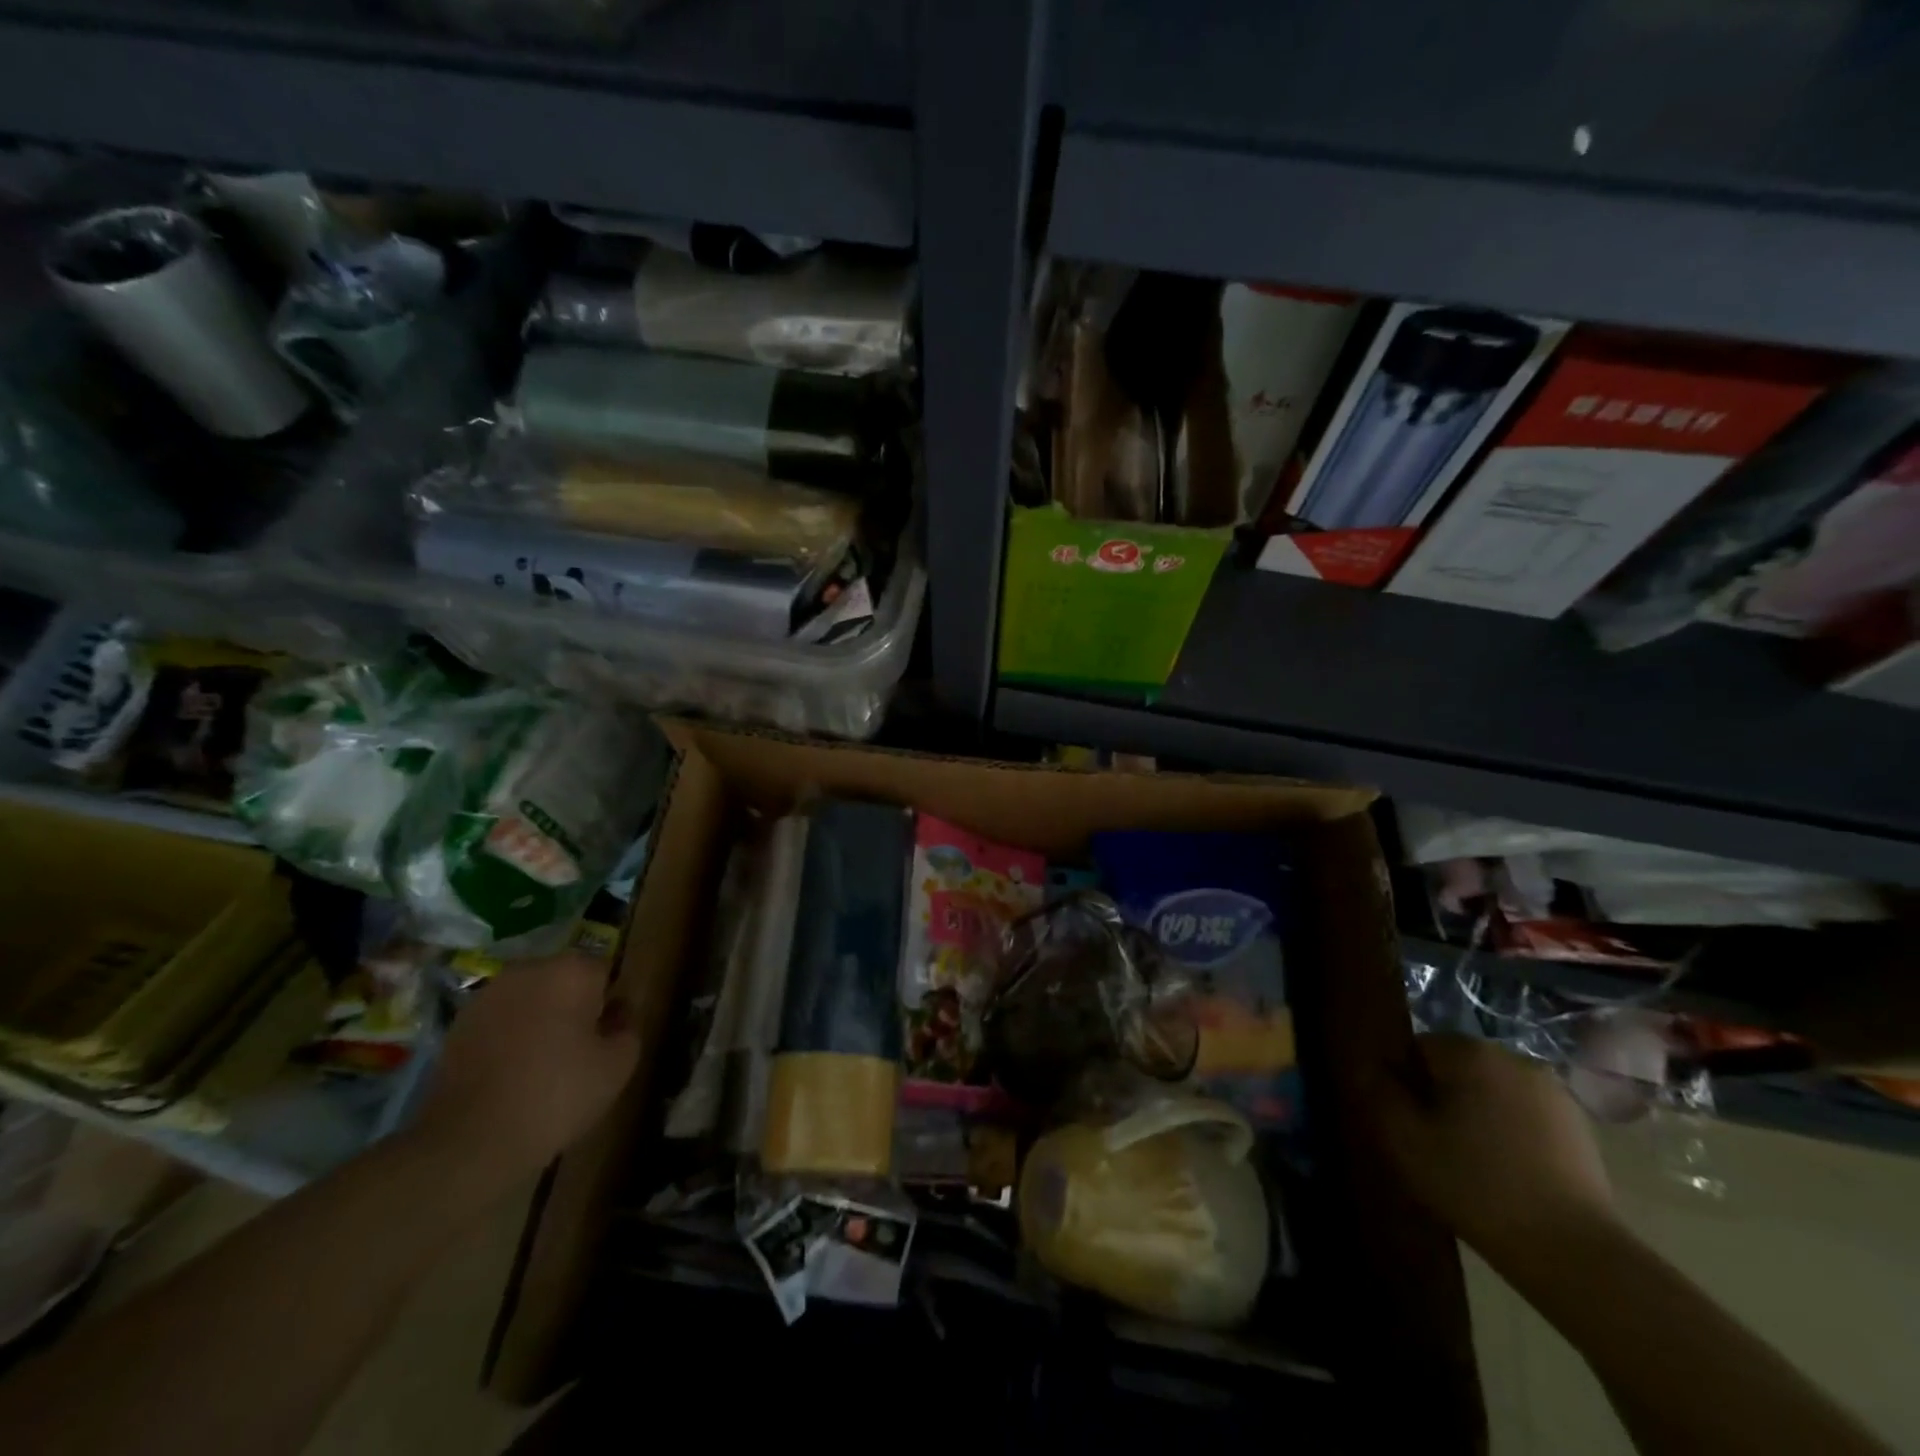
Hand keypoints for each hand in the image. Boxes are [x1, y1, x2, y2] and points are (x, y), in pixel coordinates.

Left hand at [413, 952, 640, 1181]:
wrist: (470, 1141)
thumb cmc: (557, 1095)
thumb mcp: (618, 1065)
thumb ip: (628, 1026)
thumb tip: (618, 1011)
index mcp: (572, 971)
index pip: (604, 971)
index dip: (609, 1002)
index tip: (606, 1033)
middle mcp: (529, 970)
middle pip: (564, 979)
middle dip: (573, 1004)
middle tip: (578, 1048)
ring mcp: (488, 994)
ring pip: (529, 997)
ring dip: (539, 1017)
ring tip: (541, 1061)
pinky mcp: (458, 1023)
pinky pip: (500, 1018)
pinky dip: (508, 1034)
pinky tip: (510, 1071)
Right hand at [1372, 1034, 1616, 1266]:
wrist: (1574, 1254)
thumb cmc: (1476, 1186)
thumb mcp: (1405, 1139)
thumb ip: (1378, 1092)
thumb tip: (1369, 1068)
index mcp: (1469, 1052)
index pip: (1415, 1049)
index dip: (1403, 1084)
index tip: (1406, 1124)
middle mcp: (1512, 1058)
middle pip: (1454, 1067)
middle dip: (1439, 1096)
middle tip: (1434, 1145)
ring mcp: (1552, 1092)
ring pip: (1490, 1091)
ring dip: (1474, 1114)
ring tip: (1470, 1161)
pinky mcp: (1578, 1127)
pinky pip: (1523, 1114)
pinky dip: (1508, 1132)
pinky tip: (1507, 1172)